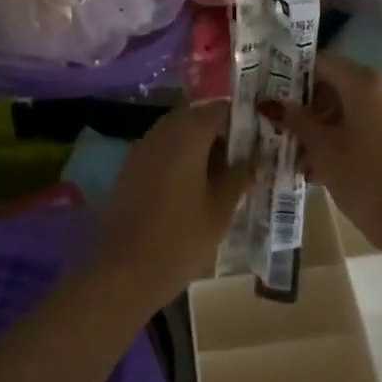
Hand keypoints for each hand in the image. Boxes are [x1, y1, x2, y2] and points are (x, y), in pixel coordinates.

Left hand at [91, 101, 254, 310]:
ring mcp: (141, 149)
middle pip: (195, 117)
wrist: (122, 273)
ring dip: (199, 144)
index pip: (219, 109)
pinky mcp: (129, 168)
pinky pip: (160, 150)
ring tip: (221, 174)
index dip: (241, 119)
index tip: (260, 137)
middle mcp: (161, 133)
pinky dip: (179, 157)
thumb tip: (257, 159)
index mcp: (187, 135)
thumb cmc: (179, 241)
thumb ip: (239, 177)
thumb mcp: (220, 210)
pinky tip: (193, 186)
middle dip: (220, 131)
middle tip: (242, 157)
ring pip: (176, 132)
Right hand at [262, 53, 381, 238]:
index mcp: (365, 81)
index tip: (277, 101)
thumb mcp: (322, 149)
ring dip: (330, 126)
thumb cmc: (364, 178)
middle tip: (288, 135)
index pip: (322, 63)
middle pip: (340, 84)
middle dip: (312, 109)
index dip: (296, 79)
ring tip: (306, 159)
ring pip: (356, 107)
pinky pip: (374, 122)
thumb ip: (296, 120)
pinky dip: (352, 134)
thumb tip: (271, 103)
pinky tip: (333, 164)